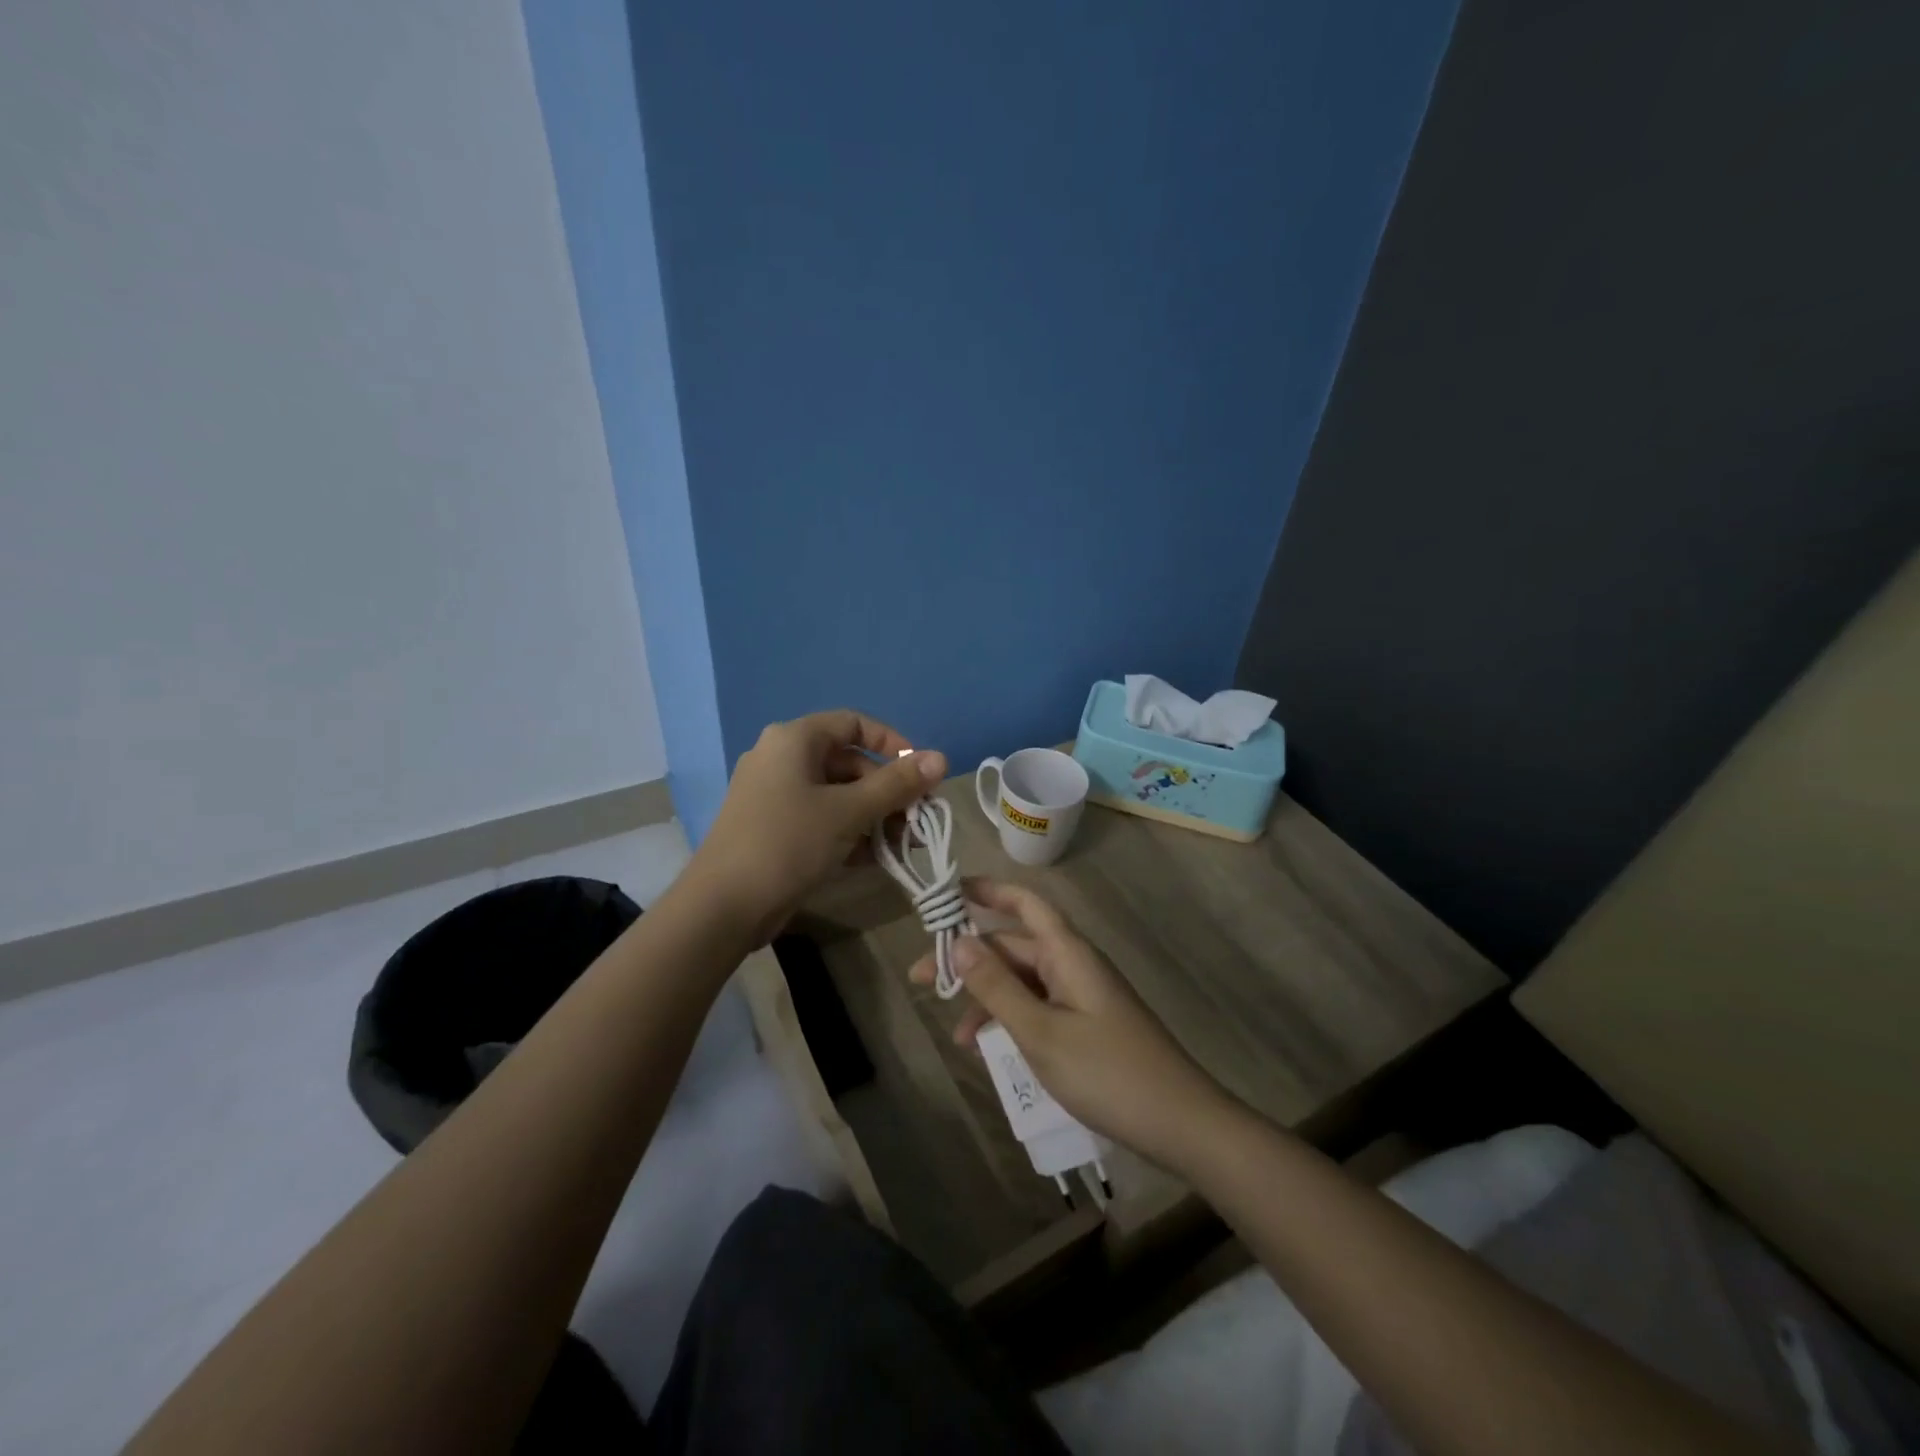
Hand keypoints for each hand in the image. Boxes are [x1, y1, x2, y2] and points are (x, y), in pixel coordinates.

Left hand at [690, 710, 946, 943]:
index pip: (853, 723)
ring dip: (874, 816)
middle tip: (917, 819)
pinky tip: (875, 859)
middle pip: (849, 762)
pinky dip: (849, 833)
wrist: (724, 906)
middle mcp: (782, 758)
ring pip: (837, 795)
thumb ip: (897, 785)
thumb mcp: (850, 811)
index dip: (892, 743)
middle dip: (887, 791)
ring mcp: (775, 795)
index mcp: (794, 740)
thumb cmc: (789, 843)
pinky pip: (822, 819)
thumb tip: (941, 758)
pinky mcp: (774, 828)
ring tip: (904, 845)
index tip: (920, 772)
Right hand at [911, 879, 1232, 1171]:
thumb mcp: (1040, 1032)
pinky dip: (1011, 1020)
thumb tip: (959, 942)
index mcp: (1067, 952)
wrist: (1180, 1124)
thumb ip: (997, 987)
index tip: (948, 891)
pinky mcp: (1087, 1024)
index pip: (1024, 903)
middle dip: (970, 959)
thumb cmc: (1107, 1072)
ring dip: (988, 998)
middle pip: (1014, 946)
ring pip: (1024, 981)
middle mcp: (1074, 964)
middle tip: (923, 979)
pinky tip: (992, 1051)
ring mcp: (1082, 995)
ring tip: (957, 1035)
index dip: (988, 891)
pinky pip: (1039, 1007)